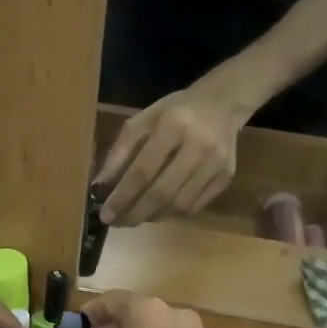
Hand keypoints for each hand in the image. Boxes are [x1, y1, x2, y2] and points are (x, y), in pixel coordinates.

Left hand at [96, 79, 247, 226]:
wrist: (221, 105)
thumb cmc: (174, 112)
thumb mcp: (142, 122)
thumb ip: (119, 153)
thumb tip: (100, 189)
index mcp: (173, 125)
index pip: (143, 171)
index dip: (122, 197)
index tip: (105, 214)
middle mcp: (198, 146)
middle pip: (162, 193)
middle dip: (135, 213)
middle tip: (117, 222)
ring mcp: (216, 164)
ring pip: (179, 205)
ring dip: (152, 216)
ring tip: (135, 216)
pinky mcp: (226, 177)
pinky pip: (194, 207)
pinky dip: (171, 214)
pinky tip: (158, 210)